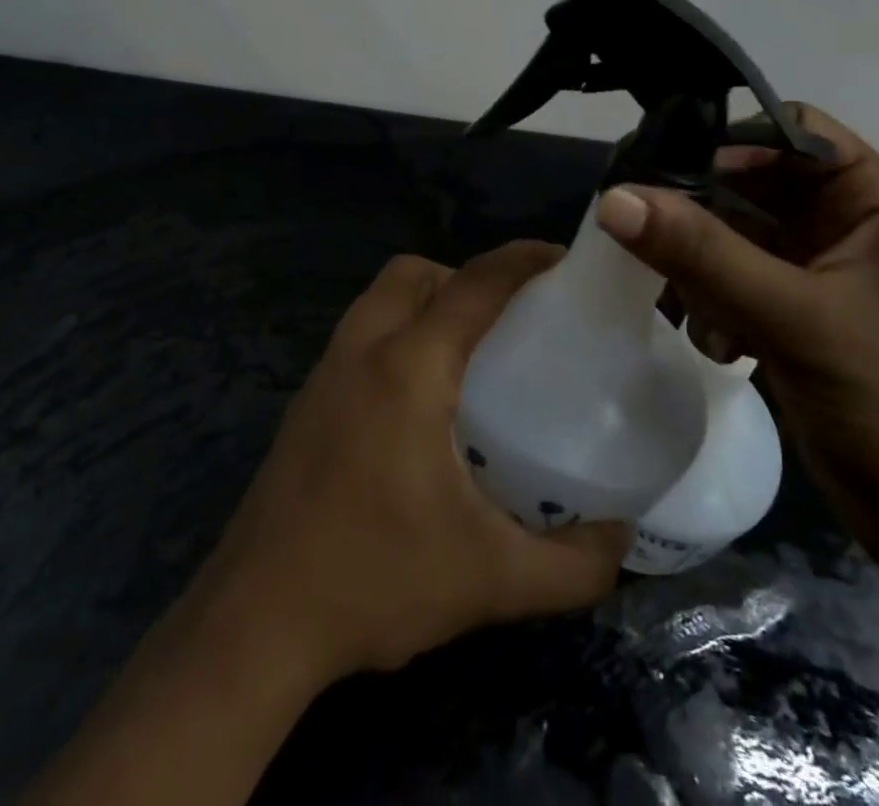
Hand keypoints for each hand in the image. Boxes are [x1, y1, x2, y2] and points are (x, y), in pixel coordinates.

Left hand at [191, 243, 629, 683]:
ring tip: (471, 353)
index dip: (522, 260)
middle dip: (465, 276)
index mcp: (406, 367)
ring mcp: (325, 370)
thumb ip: (572, 564)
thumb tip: (621, 538)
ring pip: (380, 297)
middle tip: (510, 320)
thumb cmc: (373, 581)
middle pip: (414, 273)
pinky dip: (398, 331)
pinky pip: (361, 332)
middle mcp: (361, 349)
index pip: (472, 285)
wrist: (257, 619)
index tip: (564, 259)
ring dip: (427, 300)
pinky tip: (422, 397)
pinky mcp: (307, 398)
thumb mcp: (490, 580)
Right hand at [595, 105, 878, 570]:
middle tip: (637, 226)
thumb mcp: (798, 320)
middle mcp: (847, 229)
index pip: (792, 132)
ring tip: (686, 304)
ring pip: (736, 238)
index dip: (729, 139)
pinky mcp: (798, 321)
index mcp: (875, 205)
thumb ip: (703, 253)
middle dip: (699, 209)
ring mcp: (822, 278)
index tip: (661, 167)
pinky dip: (715, 305)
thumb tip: (613, 197)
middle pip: (753, 185)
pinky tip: (716, 346)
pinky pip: (736, 285)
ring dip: (701, 266)